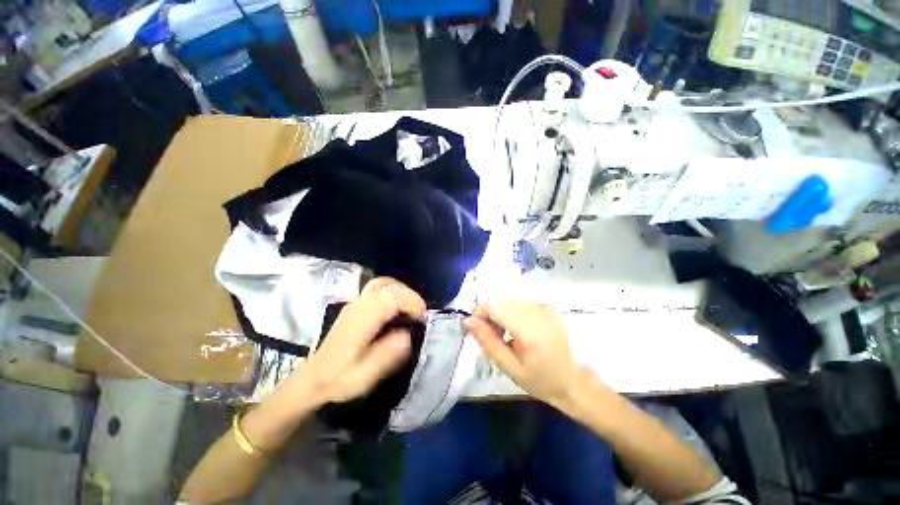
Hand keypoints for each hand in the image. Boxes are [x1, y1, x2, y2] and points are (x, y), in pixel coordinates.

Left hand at [297, 277, 426, 406]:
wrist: (313, 379)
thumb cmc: (339, 379)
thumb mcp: (363, 376)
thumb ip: (386, 355)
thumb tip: (408, 335)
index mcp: (361, 319)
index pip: (391, 297)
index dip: (411, 302)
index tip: (422, 319)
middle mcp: (358, 305)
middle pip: (389, 285)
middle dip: (410, 296)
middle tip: (420, 314)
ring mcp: (355, 302)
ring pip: (383, 283)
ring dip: (402, 291)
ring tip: (412, 308)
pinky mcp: (355, 305)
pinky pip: (378, 288)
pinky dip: (394, 292)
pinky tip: (398, 308)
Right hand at [463, 300, 583, 406]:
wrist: (573, 381)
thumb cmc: (540, 380)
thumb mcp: (509, 367)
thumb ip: (488, 341)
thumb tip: (468, 320)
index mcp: (529, 329)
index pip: (494, 306)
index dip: (480, 313)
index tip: (477, 330)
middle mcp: (537, 311)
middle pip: (500, 301)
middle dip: (489, 315)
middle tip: (492, 338)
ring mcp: (544, 307)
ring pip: (509, 300)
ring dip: (500, 313)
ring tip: (504, 336)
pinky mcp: (547, 306)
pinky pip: (520, 302)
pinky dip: (512, 312)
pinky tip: (517, 329)